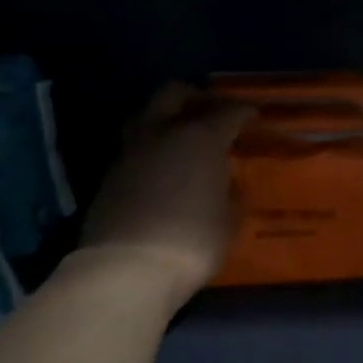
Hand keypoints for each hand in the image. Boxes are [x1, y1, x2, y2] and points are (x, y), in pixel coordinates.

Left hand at [76, 84, 252, 307]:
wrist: (125, 269)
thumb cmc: (192, 242)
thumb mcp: (228, 222)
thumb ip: (232, 196)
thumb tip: (229, 185)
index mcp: (201, 138)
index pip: (228, 111)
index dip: (243, 111)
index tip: (253, 117)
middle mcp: (162, 133)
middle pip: (175, 93)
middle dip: (195, 97)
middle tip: (211, 112)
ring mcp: (130, 152)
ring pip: (146, 114)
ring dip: (165, 117)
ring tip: (181, 136)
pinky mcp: (109, 175)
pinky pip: (134, 146)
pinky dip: (150, 147)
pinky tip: (161, 168)